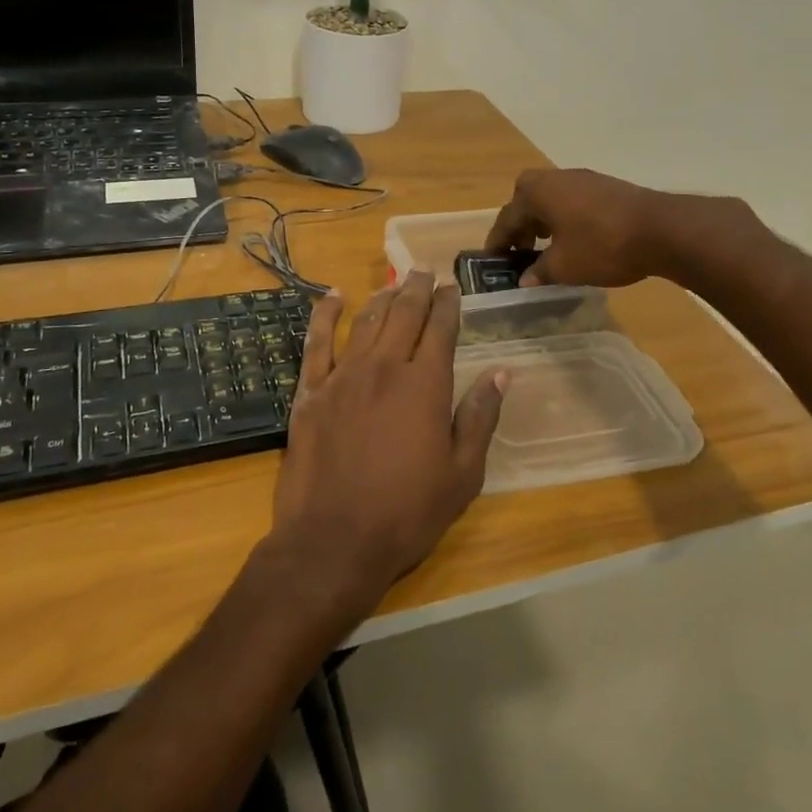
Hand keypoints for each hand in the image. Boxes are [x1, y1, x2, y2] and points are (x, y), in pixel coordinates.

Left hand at [267, 272, 508, 612]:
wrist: (334, 540)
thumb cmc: (407, 512)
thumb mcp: (462, 474)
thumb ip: (480, 418)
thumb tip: (501, 373)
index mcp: (425, 385)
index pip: (441, 329)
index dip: (448, 304)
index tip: (452, 288)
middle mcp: (385, 367)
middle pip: (403, 314)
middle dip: (417, 289)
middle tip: (423, 270)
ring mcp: (343, 375)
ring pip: (366, 321)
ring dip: (382, 297)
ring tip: (393, 282)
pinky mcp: (310, 391)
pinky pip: (316, 341)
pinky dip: (326, 314)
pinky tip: (334, 296)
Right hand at [486, 168, 684, 287]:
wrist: (662, 229)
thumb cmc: (602, 246)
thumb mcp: (564, 266)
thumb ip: (539, 272)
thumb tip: (524, 279)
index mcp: (537, 193)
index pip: (507, 218)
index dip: (498, 242)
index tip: (491, 261)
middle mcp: (556, 178)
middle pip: (527, 199)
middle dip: (520, 225)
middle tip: (519, 250)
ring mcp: (584, 180)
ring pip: (551, 199)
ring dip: (543, 221)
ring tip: (545, 248)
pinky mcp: (606, 187)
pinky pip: (572, 201)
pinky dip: (564, 218)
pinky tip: (575, 240)